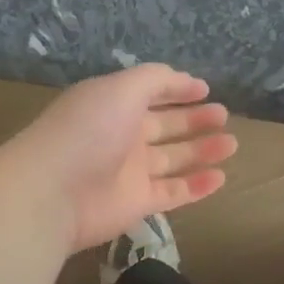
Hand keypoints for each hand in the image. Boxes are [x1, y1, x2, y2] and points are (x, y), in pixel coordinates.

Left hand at [5, 64, 238, 252]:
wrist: (51, 193)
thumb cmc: (88, 130)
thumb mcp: (122, 88)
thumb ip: (156, 79)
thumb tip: (185, 79)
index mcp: (114, 105)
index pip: (150, 93)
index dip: (177, 89)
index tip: (206, 89)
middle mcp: (122, 136)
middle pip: (165, 126)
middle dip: (194, 119)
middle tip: (223, 115)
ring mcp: (129, 172)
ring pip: (173, 159)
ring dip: (202, 150)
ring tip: (232, 143)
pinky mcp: (137, 204)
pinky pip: (174, 192)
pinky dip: (197, 186)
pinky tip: (221, 177)